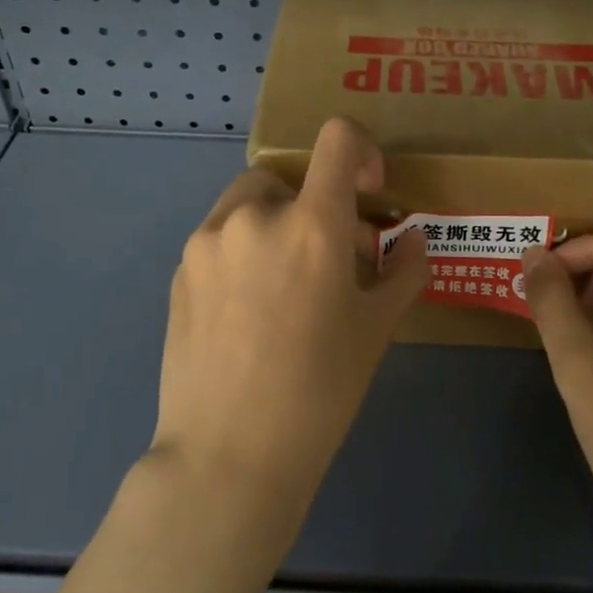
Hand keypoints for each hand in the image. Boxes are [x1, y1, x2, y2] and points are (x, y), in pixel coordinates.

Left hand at [151, 118, 428, 526]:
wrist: (228, 454)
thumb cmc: (319, 391)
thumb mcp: (375, 329)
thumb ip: (403, 271)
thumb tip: (412, 240)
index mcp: (312, 223)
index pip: (338, 138)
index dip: (361, 151)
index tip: (367, 193)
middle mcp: (255, 215)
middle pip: (289, 175)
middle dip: (314, 204)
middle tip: (330, 259)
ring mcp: (208, 239)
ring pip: (249, 204)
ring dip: (274, 224)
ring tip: (285, 284)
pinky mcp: (180, 269)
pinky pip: (219, 237)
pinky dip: (242, 250)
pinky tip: (248, 310)